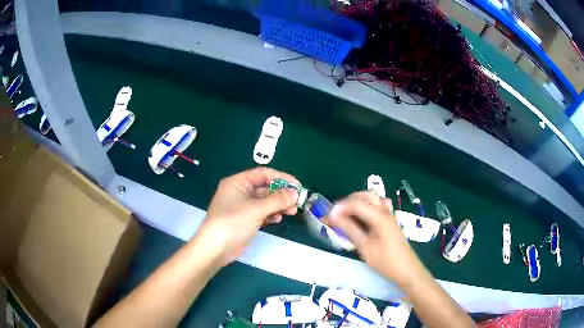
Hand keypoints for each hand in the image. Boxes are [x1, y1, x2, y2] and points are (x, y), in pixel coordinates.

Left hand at [194, 167, 298, 265]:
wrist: (216, 248)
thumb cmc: (233, 222)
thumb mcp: (256, 209)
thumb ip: (277, 200)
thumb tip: (295, 193)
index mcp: (238, 182)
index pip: (263, 174)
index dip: (281, 177)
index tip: (297, 186)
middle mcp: (240, 192)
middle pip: (265, 188)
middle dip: (281, 194)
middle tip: (297, 201)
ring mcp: (242, 207)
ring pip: (265, 201)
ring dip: (278, 205)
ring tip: (292, 211)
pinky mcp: (245, 220)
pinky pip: (261, 212)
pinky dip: (271, 214)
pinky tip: (278, 218)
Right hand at [328, 191, 421, 283]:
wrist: (407, 270)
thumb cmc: (386, 262)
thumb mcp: (364, 247)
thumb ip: (349, 229)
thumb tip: (333, 216)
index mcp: (379, 217)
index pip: (356, 204)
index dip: (340, 208)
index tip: (327, 217)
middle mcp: (385, 211)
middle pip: (366, 195)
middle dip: (349, 201)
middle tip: (337, 215)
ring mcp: (390, 215)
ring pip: (374, 198)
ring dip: (359, 202)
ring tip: (348, 215)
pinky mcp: (391, 220)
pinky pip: (379, 205)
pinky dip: (368, 206)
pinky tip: (363, 219)